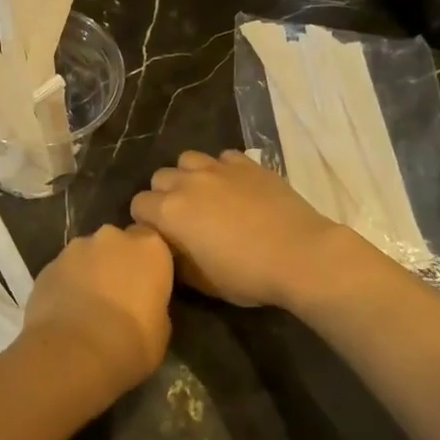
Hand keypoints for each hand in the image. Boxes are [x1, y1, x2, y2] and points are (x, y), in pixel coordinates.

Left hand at [20, 224, 172, 401]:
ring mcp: (75, 248)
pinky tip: (65, 314)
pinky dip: (66, 286)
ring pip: (87, 255)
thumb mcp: (161, 330)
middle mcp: (112, 237)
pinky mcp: (47, 265)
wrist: (73, 353)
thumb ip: (153, 304)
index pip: (152, 242)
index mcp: (149, 247)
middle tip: (117, 297)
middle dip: (116, 263)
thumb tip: (143, 305)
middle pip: (117, 244)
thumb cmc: (130, 342)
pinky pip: (63, 272)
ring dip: (89, 273)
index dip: (148, 263)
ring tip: (87, 308)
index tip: (147, 286)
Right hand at [130, 149, 354, 309]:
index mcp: (170, 211)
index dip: (146, 220)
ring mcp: (219, 168)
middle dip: (164, 195)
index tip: (161, 235)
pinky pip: (222, 157)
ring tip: (205, 195)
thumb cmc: (247, 275)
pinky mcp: (247, 163)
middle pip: (160, 177)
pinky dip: (222, 169)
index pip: (138, 204)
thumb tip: (169, 247)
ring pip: (188, 159)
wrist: (300, 255)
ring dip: (189, 176)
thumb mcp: (202, 281)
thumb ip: (176, 259)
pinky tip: (234, 187)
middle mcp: (188, 182)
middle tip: (183, 217)